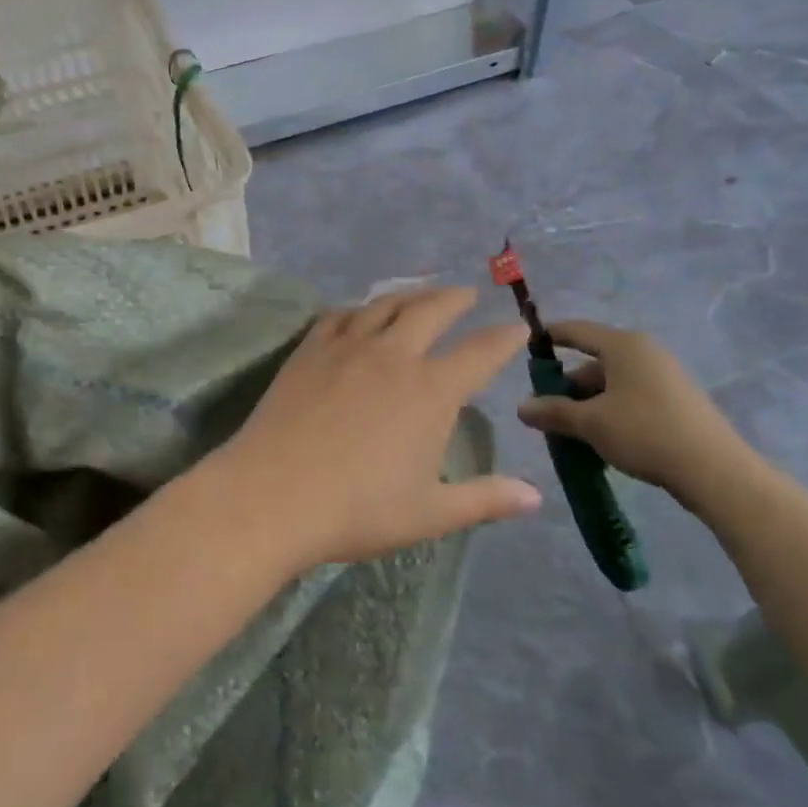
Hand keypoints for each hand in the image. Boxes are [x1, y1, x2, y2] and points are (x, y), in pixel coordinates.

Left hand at [204, 287, 539, 571]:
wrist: (272, 495)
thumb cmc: (357, 509)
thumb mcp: (430, 513)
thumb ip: (485, 500)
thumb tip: (535, 496)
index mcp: (430, 391)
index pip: (479, 353)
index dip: (503, 338)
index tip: (518, 327)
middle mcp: (392, 356)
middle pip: (431, 311)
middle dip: (455, 299)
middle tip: (467, 293)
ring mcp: (346, 347)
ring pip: (384, 304)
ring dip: (409, 294)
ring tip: (420, 293)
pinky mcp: (309, 350)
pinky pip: (340, 315)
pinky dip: (359, 308)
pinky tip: (358, 312)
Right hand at [516, 322, 765, 512]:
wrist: (715, 471)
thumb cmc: (645, 433)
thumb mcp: (590, 423)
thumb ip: (553, 412)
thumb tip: (521, 407)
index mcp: (623, 346)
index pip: (576, 330)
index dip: (548, 337)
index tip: (525, 349)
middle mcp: (645, 352)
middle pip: (594, 362)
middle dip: (567, 387)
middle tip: (547, 413)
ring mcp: (665, 376)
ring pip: (612, 383)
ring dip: (588, 404)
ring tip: (572, 433)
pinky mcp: (677, 400)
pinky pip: (632, 396)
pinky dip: (611, 411)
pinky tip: (603, 439)